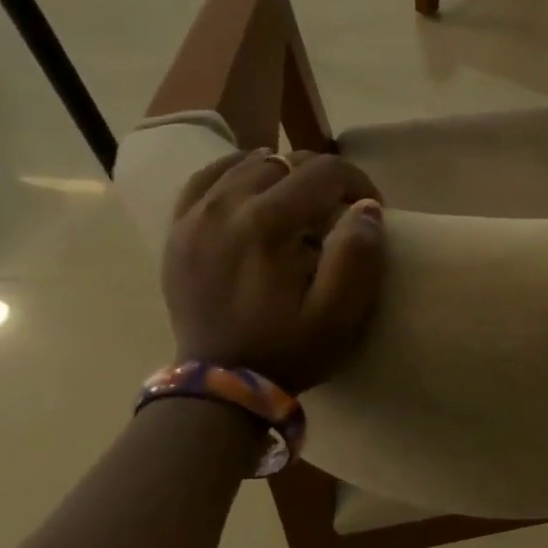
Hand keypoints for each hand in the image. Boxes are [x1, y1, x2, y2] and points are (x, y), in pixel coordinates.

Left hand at [163, 149, 384, 393]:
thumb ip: (359, 254)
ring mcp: (194, 217)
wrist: (220, 386)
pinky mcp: (178, 231)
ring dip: (284, 174)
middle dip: (323, 178)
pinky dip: (236, 172)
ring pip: (247, 163)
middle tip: (339, 211)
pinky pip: (206, 178)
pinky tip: (254, 185)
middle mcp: (226, 207)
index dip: (358, 181)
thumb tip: (367, 207)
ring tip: (302, 202)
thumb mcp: (341, 312)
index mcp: (268, 224)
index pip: (324, 171)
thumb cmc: (290, 349)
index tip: (369, 211)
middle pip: (286, 161)